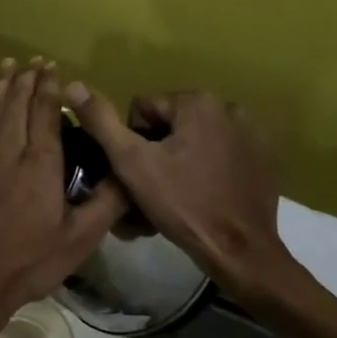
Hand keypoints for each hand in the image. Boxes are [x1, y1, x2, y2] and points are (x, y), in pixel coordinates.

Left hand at [0, 59, 128, 337]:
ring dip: (1, 84)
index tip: (53, 67)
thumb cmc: (28, 262)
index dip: (49, 87)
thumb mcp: (78, 241)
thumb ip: (106, 203)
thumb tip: (130, 173)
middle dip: (27, 78)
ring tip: (9, 65)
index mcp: (39, 164)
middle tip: (35, 60)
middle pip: (16, 103)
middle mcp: (6, 149)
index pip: (44, 112)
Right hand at [64, 84, 303, 308]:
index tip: (142, 172)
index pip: (143, 110)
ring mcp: (252, 134)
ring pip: (195, 138)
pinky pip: (221, 152)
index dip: (133, 141)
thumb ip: (101, 121)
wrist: (240, 251)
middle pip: (170, 123)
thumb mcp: (131, 162)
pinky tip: (205, 193)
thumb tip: (72, 85)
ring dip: (182, 157)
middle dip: (158, 149)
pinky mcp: (265, 159)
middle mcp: (229, 107)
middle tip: (157, 185)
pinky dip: (209, 167)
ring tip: (180, 191)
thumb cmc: (182, 204)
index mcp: (197, 102)